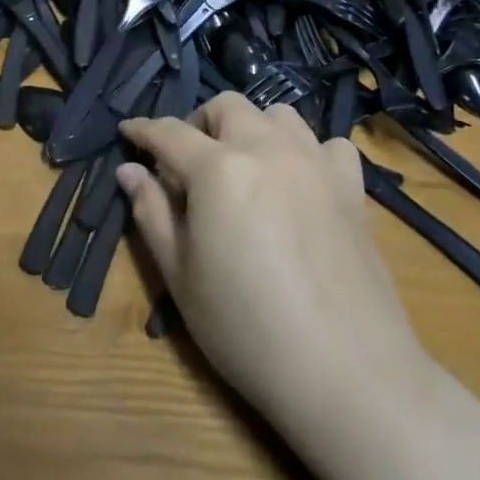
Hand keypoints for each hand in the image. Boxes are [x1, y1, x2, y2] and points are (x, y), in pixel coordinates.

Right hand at [117, 94, 428, 427]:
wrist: (346, 372)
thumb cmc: (246, 328)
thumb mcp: (180, 275)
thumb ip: (151, 213)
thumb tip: (130, 170)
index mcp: (218, 169)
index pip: (169, 133)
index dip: (142, 130)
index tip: (127, 132)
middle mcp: (268, 150)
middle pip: (226, 107)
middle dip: (198, 123)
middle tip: (186, 165)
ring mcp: (316, 165)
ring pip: (278, 114)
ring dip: (250, 129)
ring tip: (241, 168)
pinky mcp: (352, 189)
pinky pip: (327, 145)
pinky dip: (304, 151)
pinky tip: (297, 182)